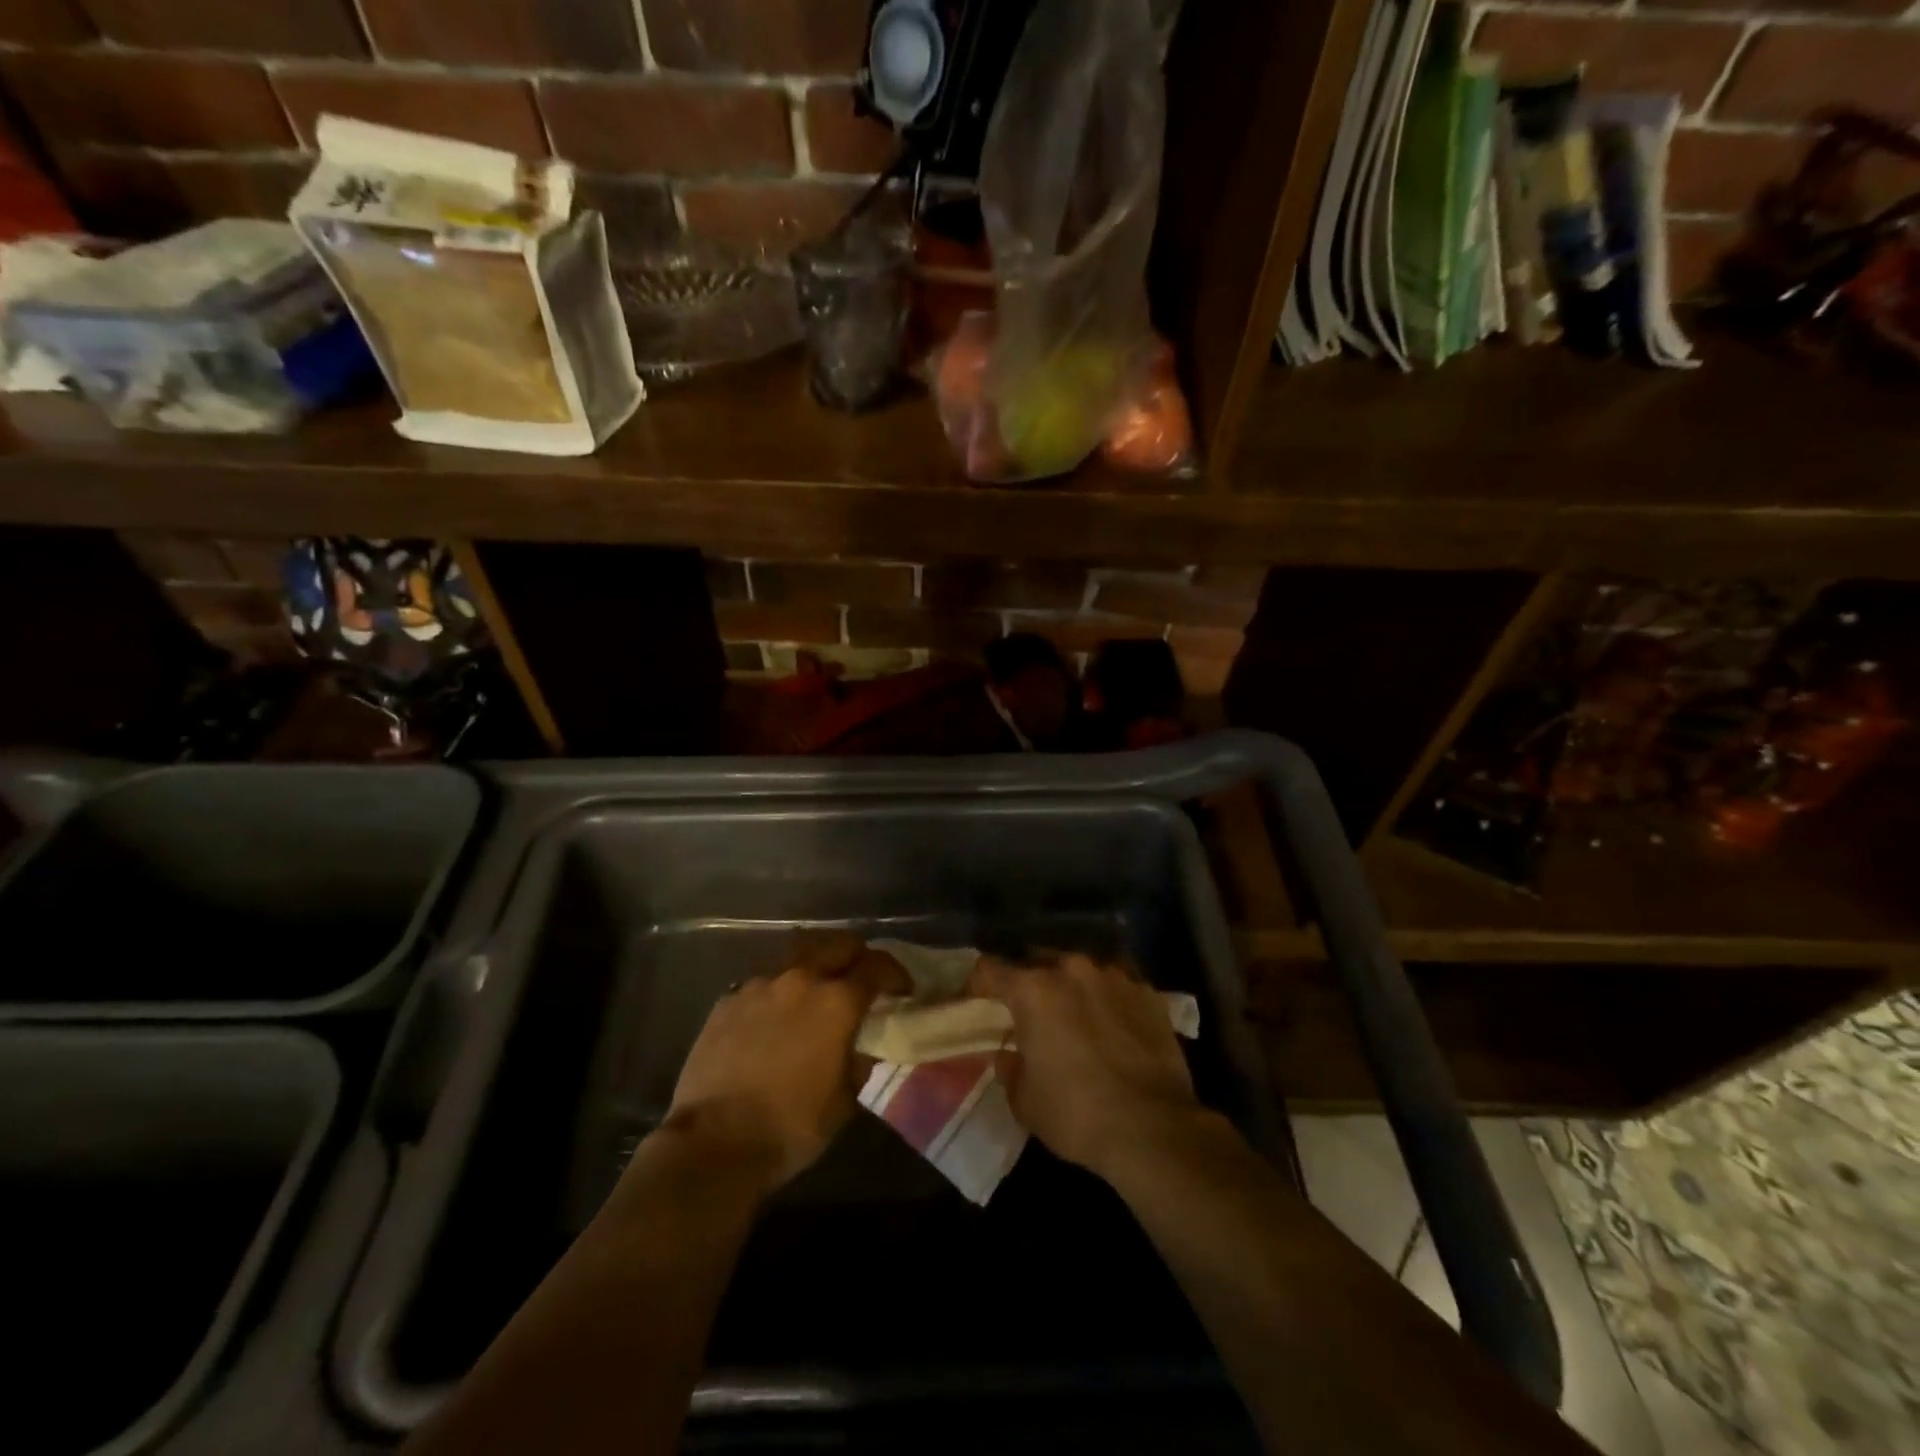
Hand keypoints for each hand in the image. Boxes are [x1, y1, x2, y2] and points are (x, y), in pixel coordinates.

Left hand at [661, 938, 907, 1190]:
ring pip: (798, 958)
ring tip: (815, 995)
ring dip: (815, 969)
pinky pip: (763, 984)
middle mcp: (800, 980)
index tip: (902, 989)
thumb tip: (859, 1046)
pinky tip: (774, 1019)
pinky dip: (778, 993)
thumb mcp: (843, 1102)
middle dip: (857, 955)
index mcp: (836, 1001)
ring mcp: (760, 986)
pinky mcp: (728, 1000)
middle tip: (862, 978)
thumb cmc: (790, 1126)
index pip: (877, 966)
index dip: (896, 974)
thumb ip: (858, 1062)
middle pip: (838, 944)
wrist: (712, 1142)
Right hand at [968, 953, 1202, 1182]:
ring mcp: (1114, 976)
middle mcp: (1071, 969)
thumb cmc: (1076, 1114)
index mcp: (1033, 990)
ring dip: (1072, 986)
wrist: (1153, 1128)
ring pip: (1081, 969)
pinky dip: (1109, 997)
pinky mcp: (1148, 992)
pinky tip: (1113, 1020)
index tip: (977, 1000)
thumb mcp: (1025, 1101)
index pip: (990, 970)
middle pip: (1038, 961)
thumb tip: (1010, 1054)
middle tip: (1028, 1010)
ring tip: (1074, 1012)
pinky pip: (1118, 984)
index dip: (979, 984)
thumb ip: (1010, 1068)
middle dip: (1029, 982)